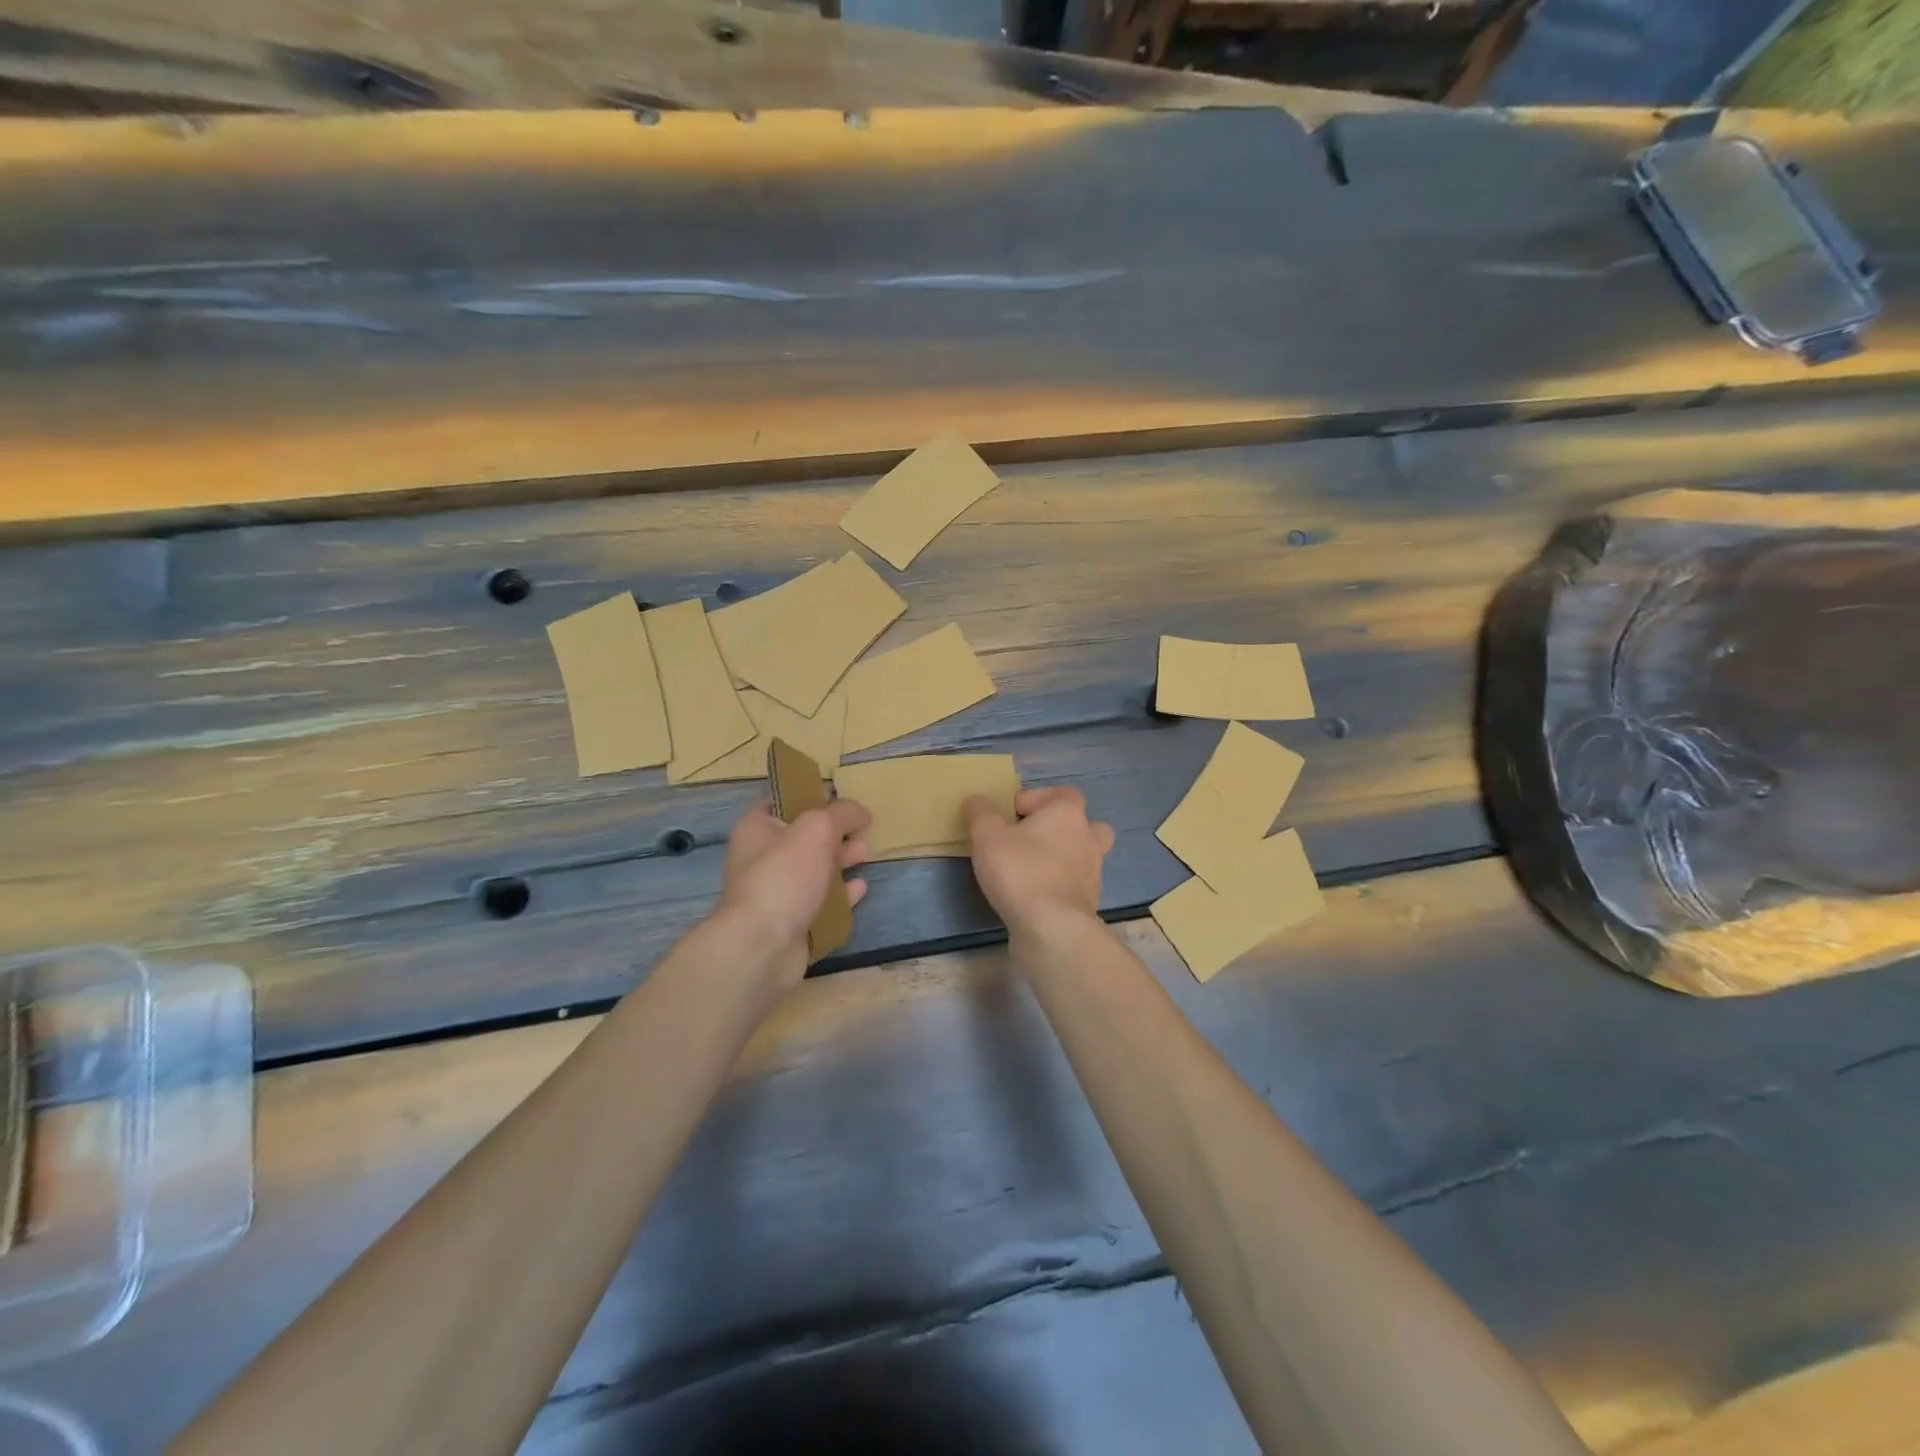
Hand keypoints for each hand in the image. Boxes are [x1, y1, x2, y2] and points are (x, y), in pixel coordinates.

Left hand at [718, 798, 869, 985]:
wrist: (764, 945)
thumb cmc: (785, 875)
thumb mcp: (818, 828)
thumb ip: (843, 812)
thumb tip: (861, 813)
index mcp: (757, 828)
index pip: (785, 801)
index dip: (814, 796)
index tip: (844, 800)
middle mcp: (762, 858)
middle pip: (805, 836)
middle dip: (836, 831)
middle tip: (863, 831)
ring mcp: (777, 892)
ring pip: (815, 869)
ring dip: (841, 861)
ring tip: (865, 856)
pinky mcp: (792, 921)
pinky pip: (821, 901)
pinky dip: (841, 894)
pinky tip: (860, 888)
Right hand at [964, 786, 1113, 936]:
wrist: (1052, 928)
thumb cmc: (1020, 870)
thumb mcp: (987, 835)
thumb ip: (981, 812)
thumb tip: (978, 800)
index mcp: (1068, 813)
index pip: (1063, 793)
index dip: (1037, 798)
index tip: (1011, 814)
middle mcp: (1088, 838)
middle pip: (1083, 824)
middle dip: (1061, 828)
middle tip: (1033, 839)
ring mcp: (1093, 872)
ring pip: (1083, 856)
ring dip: (1063, 858)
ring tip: (1032, 868)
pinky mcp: (1088, 902)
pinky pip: (1076, 885)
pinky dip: (1060, 886)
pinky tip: (1035, 895)